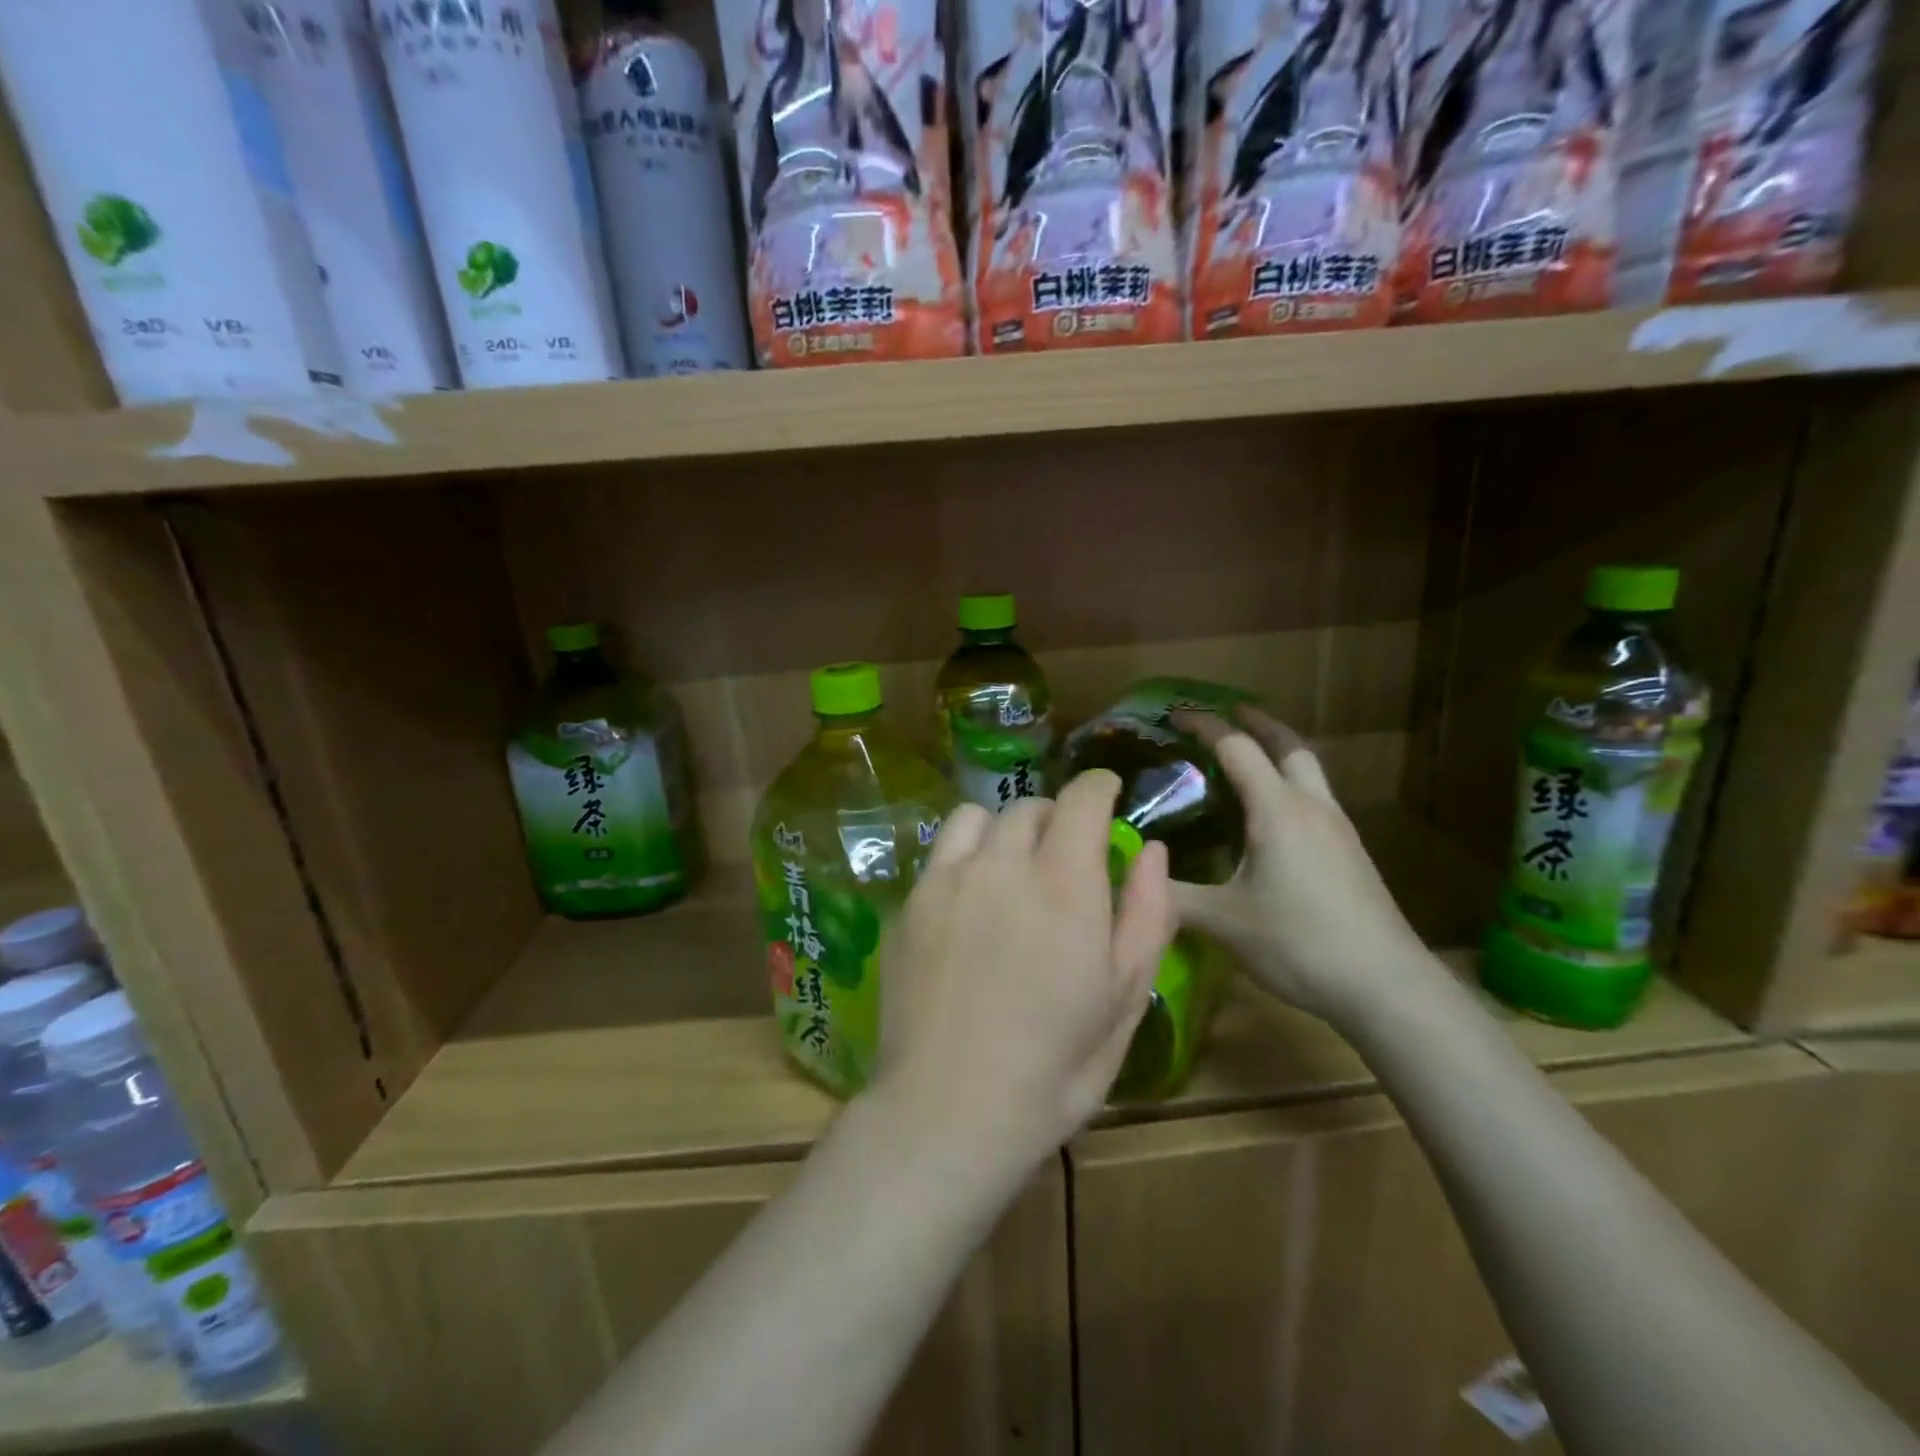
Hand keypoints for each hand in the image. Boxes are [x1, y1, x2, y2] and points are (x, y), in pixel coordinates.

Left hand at [869, 770, 1175, 1175]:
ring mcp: (947, 880)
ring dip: (1004, 829)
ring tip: (1012, 866)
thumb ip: (1147, 915)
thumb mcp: (1124, 1000)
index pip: (1081, 799)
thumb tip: (1152, 851)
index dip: (1098, 787)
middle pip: (1029, 806)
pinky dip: (965, 855)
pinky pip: (942, 852)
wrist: (950, 1108)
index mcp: (1064, 885)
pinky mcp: (910, 902)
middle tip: (1064, 853)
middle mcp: (1002, 865)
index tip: (1107, 793)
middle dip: (1055, 817)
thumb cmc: (1055, 1066)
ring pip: (977, 817)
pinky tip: (970, 898)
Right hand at [1169, 707, 1430, 1028]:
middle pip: (1289, 745)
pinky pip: (1315, 801)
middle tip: (1228, 716)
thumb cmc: (1299, 942)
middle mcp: (1312, 807)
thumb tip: (1133, 876)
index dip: (1205, 725)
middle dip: (1257, 723)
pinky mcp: (1351, 855)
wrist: (1385, 985)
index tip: (1176, 715)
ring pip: (1309, 772)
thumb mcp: (1222, 921)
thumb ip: (1172, 895)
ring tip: (1246, 763)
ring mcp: (1338, 830)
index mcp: (1277, 810)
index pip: (1237, 747)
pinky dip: (1289, 788)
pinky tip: (1272, 821)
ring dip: (1279, 754)